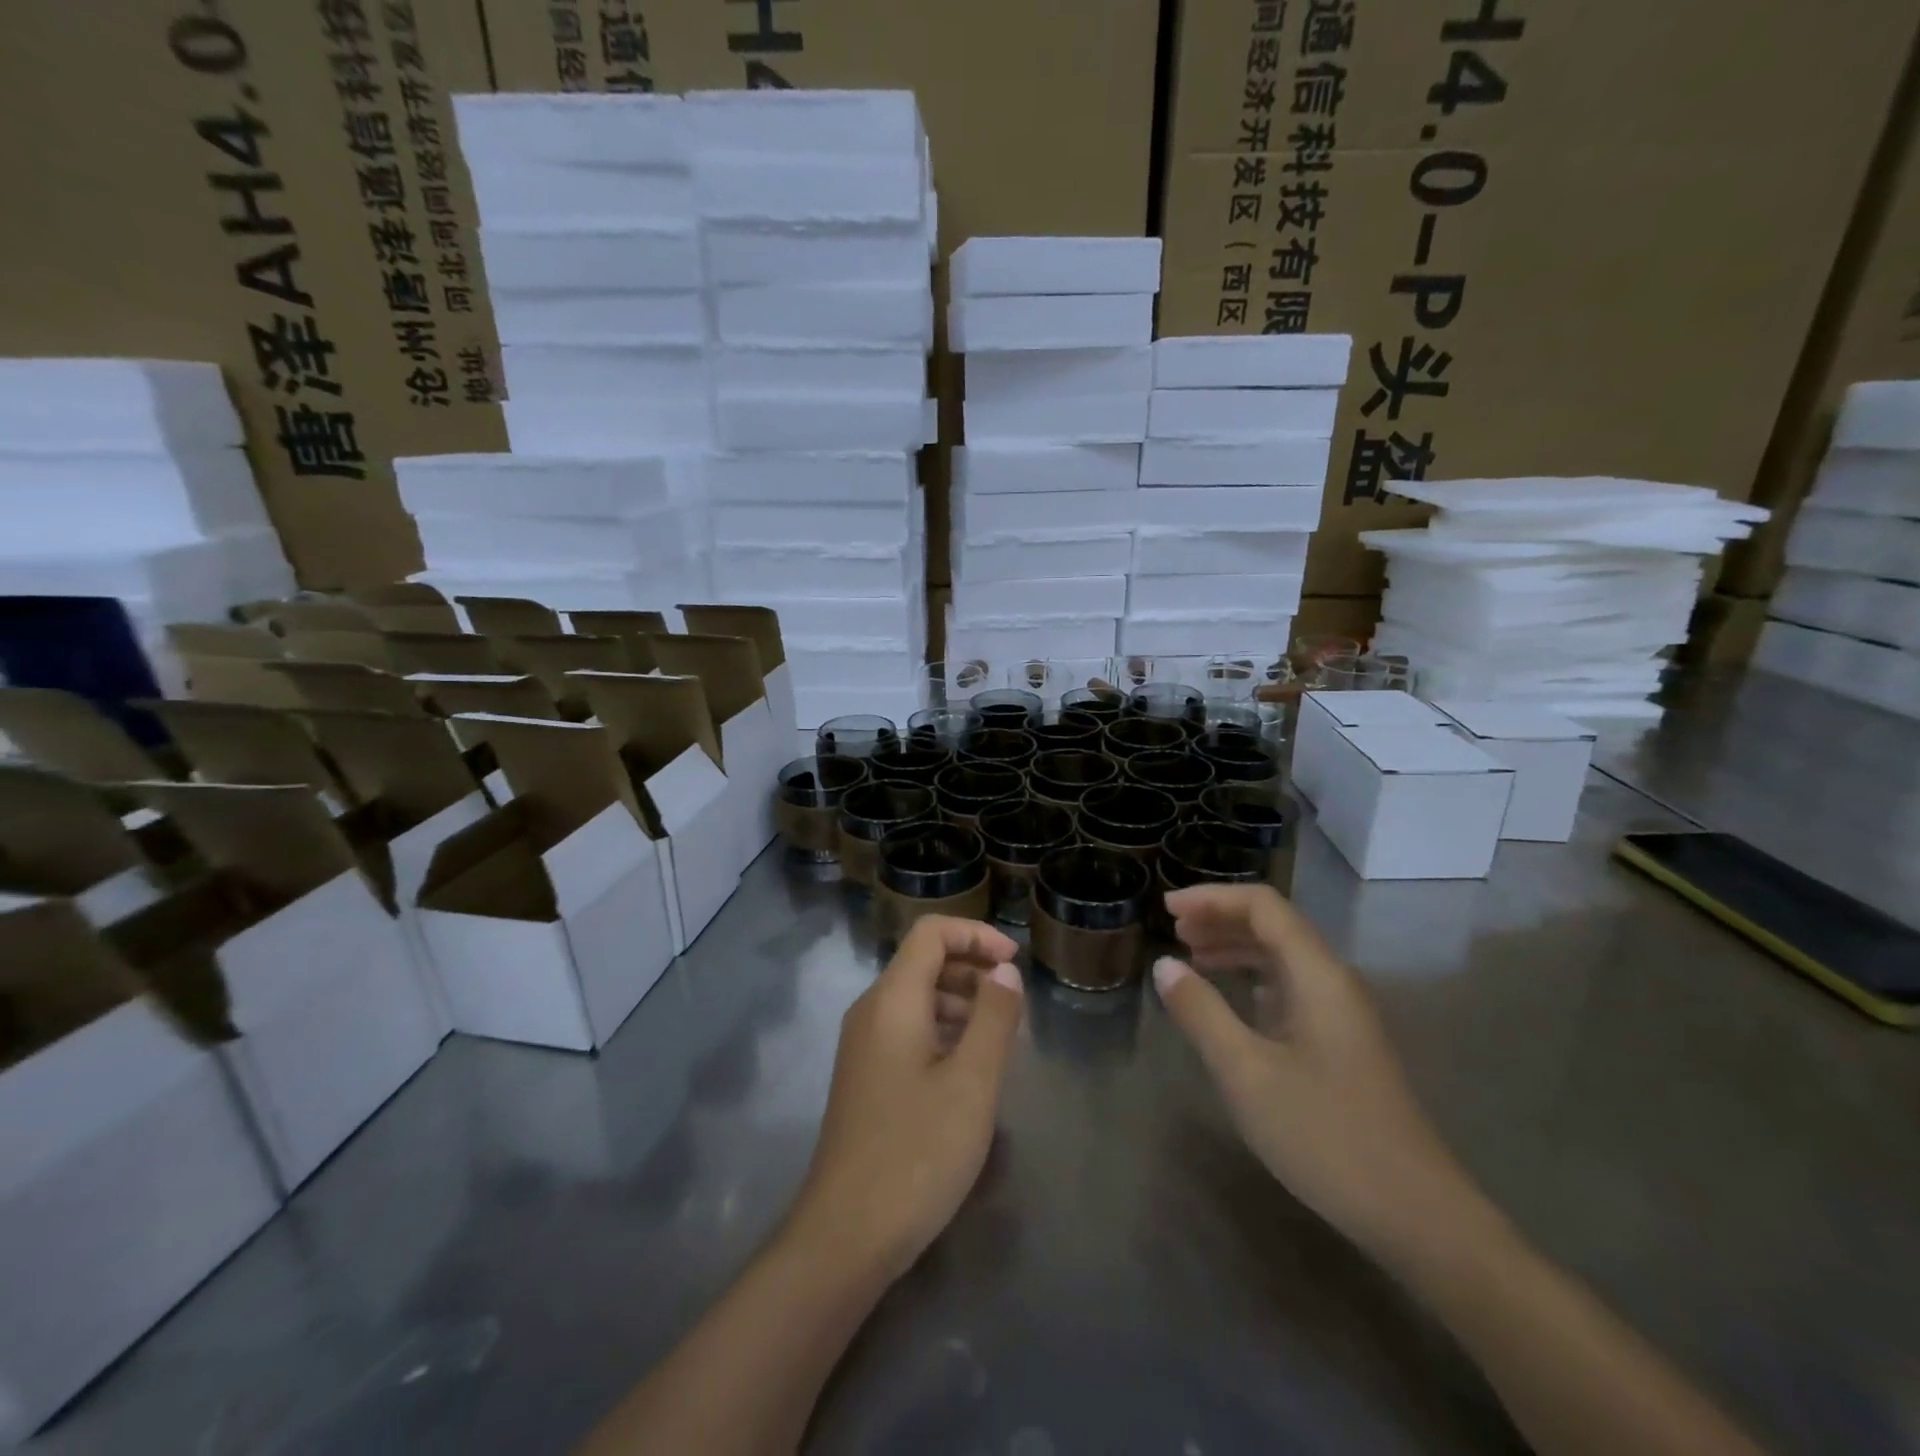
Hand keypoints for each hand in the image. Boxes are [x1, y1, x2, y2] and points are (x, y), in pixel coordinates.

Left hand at [787, 916, 1024, 1280]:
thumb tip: (1004, 971)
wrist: (846, 1235)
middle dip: (972, 967)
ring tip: (1001, 1035)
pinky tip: (968, 1066)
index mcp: (892, 1000)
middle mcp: (871, 1011)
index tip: (1014, 963)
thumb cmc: (916, 1152)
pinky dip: (942, 1029)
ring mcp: (863, 1045)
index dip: (976, 935)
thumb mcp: (972, 1083)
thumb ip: (994, 1017)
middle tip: (1014, 1001)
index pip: (931, 933)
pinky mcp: (865, 1076)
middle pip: (922, 961)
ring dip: (960, 1000)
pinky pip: (907, 1029)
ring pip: (916, 997)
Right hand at [1154, 884, 1476, 1262]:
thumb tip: (1164, 965)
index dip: (1212, 898)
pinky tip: (1234, 998)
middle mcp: (1334, 982)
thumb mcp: (1246, 1072)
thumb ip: (1201, 1011)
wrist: (1414, 1214)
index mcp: (1317, 975)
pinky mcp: (1342, 1043)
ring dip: (1236, 947)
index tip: (1167, 909)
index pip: (1263, 906)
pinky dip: (1254, 979)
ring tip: (1192, 956)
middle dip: (1221, 918)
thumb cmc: (1324, 1134)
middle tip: (1174, 931)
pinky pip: (1292, 988)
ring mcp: (1342, 1014)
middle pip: (1275, 925)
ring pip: (1284, 957)